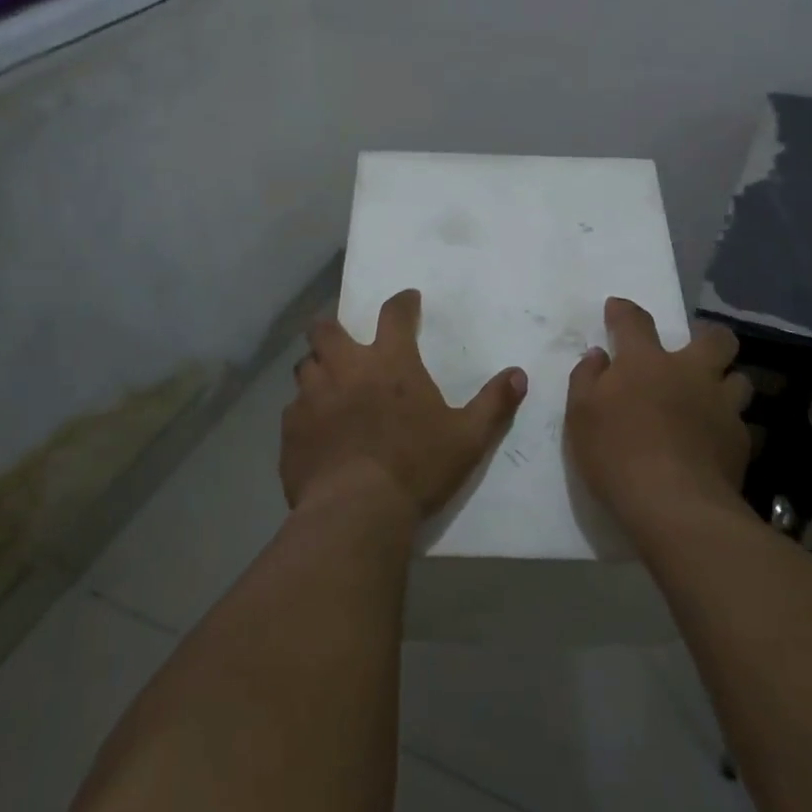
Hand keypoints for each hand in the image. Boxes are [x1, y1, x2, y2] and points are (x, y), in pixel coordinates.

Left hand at [281, 289, 527, 521]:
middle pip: (326, 329)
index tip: (407, 299)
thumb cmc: (416, 467)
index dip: (402, 302)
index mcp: (390, 363)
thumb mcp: (468, 438)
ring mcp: (312, 397)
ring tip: (327, 383)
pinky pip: (293, 409)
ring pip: (304, 366)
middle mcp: (345, 369)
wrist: (356, 511)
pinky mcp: (291, 429)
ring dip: (316, 368)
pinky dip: (305, 411)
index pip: (395, 314)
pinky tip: (315, 428)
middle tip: (344, 338)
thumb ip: (494, 404)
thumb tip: (520, 375)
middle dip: (333, 326)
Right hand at [565, 297, 752, 529]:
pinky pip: (742, 424)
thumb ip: (586, 379)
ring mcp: (722, 406)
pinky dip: (729, 427)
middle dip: (707, 337)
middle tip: (693, 352)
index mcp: (646, 362)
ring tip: (711, 399)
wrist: (674, 505)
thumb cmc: (617, 454)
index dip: (624, 311)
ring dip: (726, 383)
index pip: (634, 321)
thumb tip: (598, 356)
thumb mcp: (580, 415)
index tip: (617, 308)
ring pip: (740, 379)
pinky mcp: (741, 441)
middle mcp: (690, 373)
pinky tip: (716, 442)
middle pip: (715, 339)